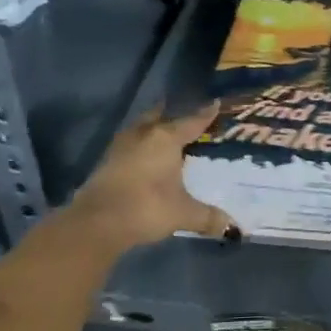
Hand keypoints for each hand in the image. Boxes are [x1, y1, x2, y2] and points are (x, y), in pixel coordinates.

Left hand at [59, 104, 232, 257]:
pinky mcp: (106, 162)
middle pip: (159, 116)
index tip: (215, 102)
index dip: (205, 114)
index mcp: (165, 138)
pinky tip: (144, 155)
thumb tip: (233, 228)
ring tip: (163, 131)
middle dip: (171, 113)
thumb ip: (208, 217)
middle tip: (184, 114)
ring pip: (140, 128)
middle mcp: (143, 135)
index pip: (191, 122)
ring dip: (151, 127)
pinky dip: (139, 145)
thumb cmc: (146, 207)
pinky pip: (129, 144)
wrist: (97, 223)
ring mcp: (121, 147)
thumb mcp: (183, 213)